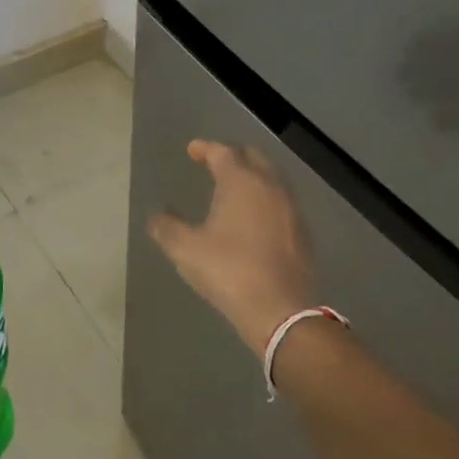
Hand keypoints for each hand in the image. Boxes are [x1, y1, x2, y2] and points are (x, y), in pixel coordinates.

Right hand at [148, 140, 316, 354]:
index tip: (192, 150)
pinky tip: (255, 217)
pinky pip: (281, 202)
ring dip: (252, 177)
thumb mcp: (186, 250)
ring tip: (234, 188)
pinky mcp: (302, 232)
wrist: (280, 310)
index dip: (205, 148)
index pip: (222, 152)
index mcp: (241, 182)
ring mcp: (291, 208)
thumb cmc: (228, 270)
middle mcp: (270, 186)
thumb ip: (167, 228)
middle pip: (253, 157)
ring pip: (271, 179)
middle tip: (214, 163)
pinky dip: (265, 199)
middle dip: (233, 156)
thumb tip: (156, 216)